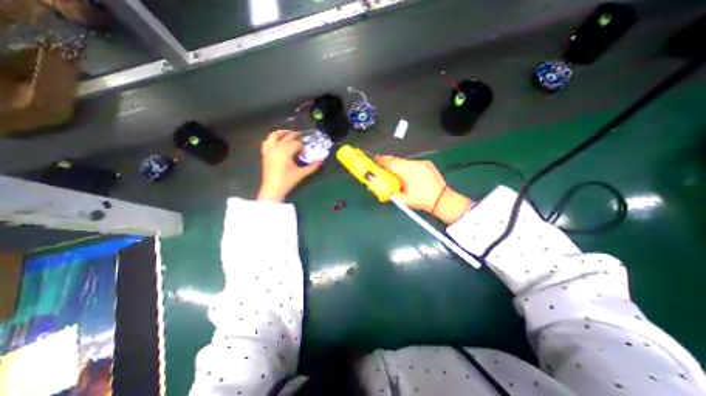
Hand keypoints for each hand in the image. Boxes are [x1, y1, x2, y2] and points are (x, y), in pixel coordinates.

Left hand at [257, 130, 321, 202]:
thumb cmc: (288, 181)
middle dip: (295, 135)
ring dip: (282, 133)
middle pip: (287, 137)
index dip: (303, 144)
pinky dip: (272, 139)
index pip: (296, 143)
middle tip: (302, 135)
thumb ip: (312, 167)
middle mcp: (277, 148)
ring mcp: (269, 150)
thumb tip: (321, 162)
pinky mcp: (265, 154)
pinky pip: (267, 142)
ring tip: (289, 133)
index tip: (307, 146)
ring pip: (274, 136)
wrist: (273, 189)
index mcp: (286, 152)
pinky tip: (277, 140)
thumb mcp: (301, 174)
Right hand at [374, 152, 473, 222]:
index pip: (390, 163)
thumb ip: (389, 191)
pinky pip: (411, 162)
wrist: (443, 200)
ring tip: (393, 172)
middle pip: (396, 160)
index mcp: (409, 172)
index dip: (380, 161)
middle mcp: (415, 164)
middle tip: (380, 167)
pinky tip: (405, 173)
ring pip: (404, 161)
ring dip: (396, 165)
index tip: (373, 161)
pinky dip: (405, 166)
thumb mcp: (403, 199)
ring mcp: (422, 162)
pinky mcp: (427, 163)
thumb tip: (379, 185)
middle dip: (387, 162)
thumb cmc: (422, 201)